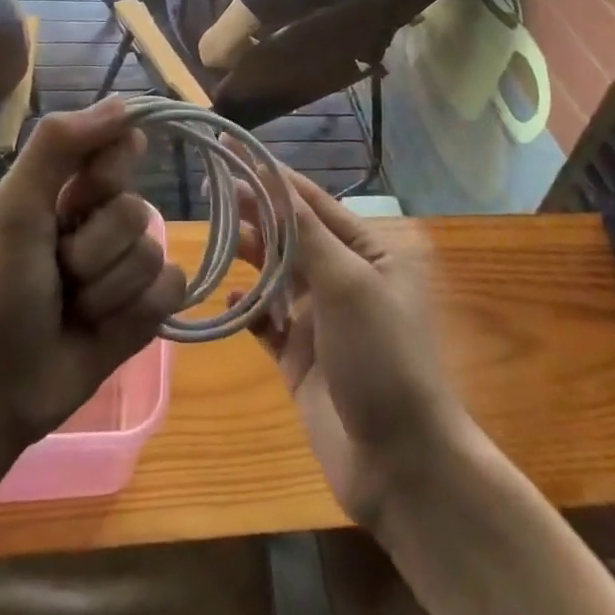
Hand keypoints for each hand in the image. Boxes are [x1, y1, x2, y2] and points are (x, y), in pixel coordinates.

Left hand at [0, 100, 187, 443]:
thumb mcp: (16, 207)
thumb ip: (59, 145)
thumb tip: (124, 102)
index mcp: (71, 190)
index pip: (123, 146)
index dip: (110, 170)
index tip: (81, 193)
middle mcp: (104, 221)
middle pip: (138, 209)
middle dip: (94, 247)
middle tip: (58, 268)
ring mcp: (128, 266)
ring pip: (153, 253)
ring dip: (106, 288)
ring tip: (72, 308)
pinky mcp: (147, 309)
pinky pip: (172, 289)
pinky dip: (137, 311)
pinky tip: (103, 327)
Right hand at [236, 167, 462, 529]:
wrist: (401, 463)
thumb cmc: (382, 357)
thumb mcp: (348, 284)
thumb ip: (306, 234)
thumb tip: (274, 181)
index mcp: (370, 253)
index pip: (313, 203)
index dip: (274, 178)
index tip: (235, 152)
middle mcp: (345, 279)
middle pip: (292, 236)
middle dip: (257, 214)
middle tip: (213, 190)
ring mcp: (321, 321)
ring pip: (277, 276)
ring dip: (251, 257)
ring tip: (218, 236)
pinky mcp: (300, 359)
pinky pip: (266, 324)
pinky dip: (248, 311)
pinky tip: (229, 302)